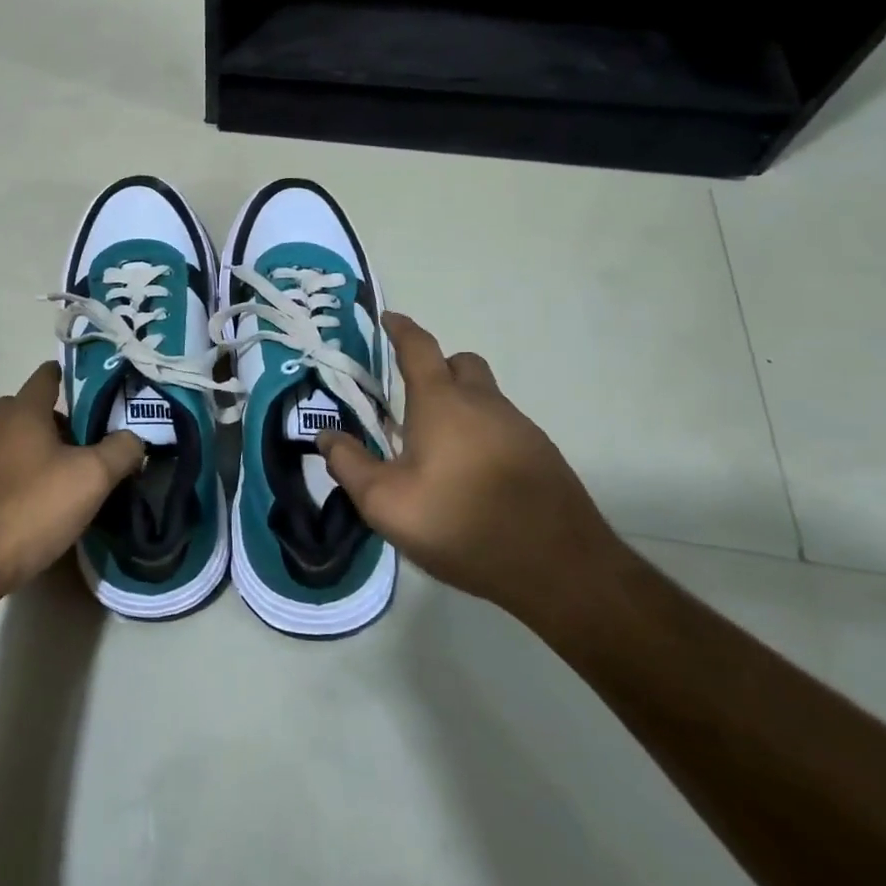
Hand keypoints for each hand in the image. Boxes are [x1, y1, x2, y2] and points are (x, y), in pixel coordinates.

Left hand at [0, 361, 144, 606]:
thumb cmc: (29, 509)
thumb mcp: (91, 479)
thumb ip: (121, 451)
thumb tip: (134, 439)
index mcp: (21, 410)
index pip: (48, 375)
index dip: (76, 379)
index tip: (104, 396)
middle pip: (34, 411)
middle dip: (64, 425)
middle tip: (94, 449)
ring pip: (17, 443)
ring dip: (42, 455)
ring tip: (71, 483)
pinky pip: (1, 472)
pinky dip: (22, 480)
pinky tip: (38, 510)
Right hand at [317, 313, 621, 625]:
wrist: (559, 567)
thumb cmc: (461, 523)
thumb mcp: (386, 502)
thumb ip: (350, 465)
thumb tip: (326, 437)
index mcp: (442, 402)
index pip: (419, 347)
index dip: (400, 329)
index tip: (388, 318)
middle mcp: (484, 403)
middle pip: (461, 364)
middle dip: (436, 368)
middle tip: (412, 399)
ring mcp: (521, 428)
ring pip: (486, 398)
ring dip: (461, 408)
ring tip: (439, 451)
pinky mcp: (544, 456)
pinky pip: (505, 429)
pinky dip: (484, 437)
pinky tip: (473, 479)